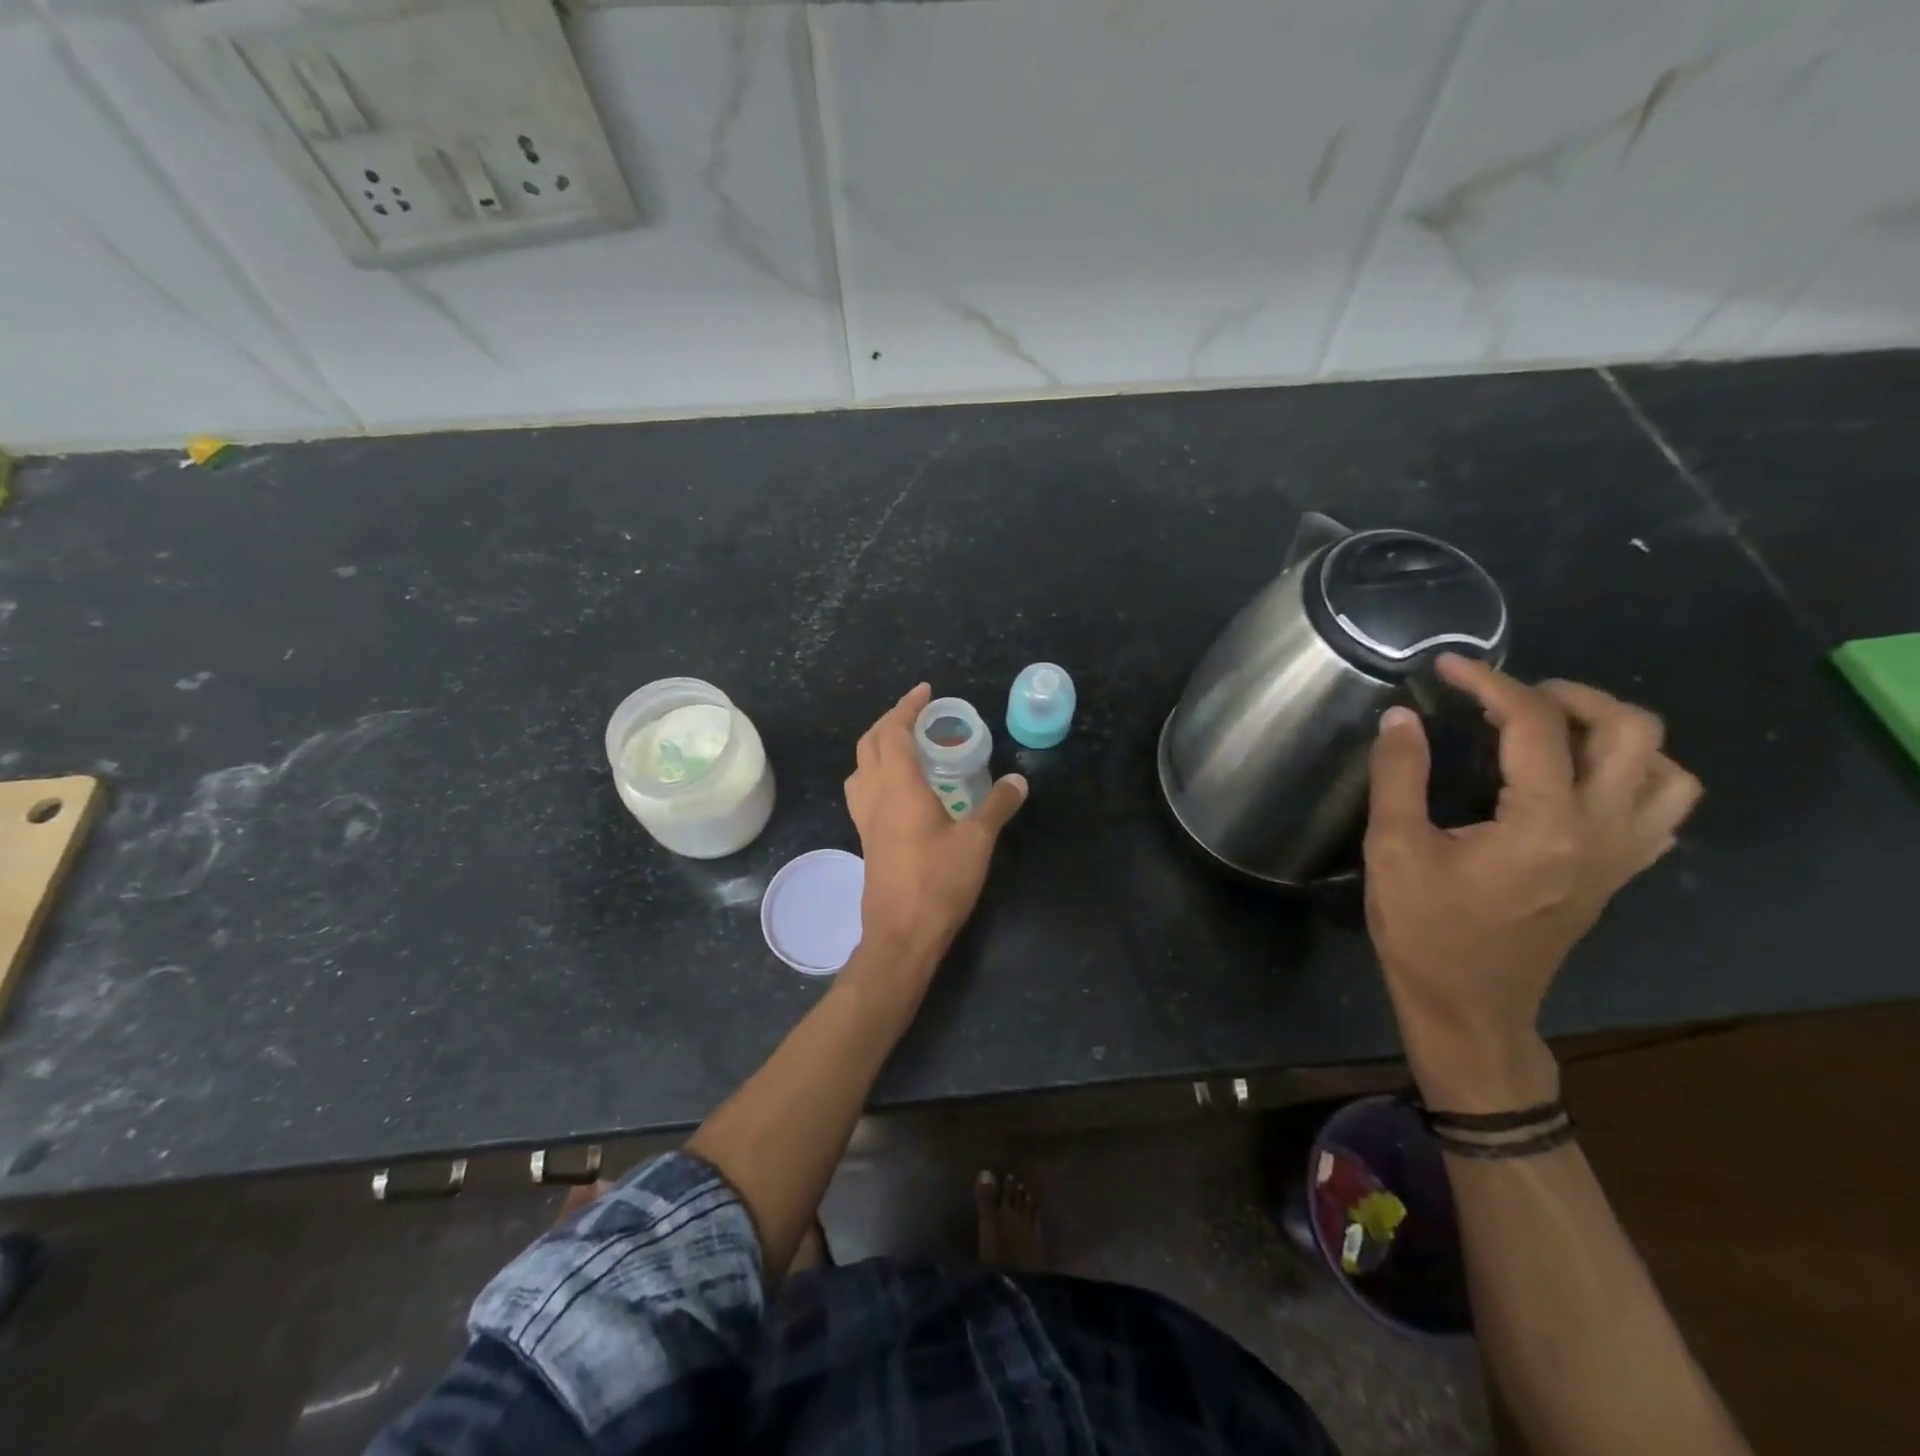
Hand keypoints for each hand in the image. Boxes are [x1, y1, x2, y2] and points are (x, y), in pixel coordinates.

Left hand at [844, 684, 1026, 968]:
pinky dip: (876, 773)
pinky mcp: (866, 839)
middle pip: (870, 744)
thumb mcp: (977, 841)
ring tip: (905, 745)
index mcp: (898, 786)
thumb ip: (998, 805)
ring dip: (877, 746)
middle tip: (918, 715)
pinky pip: (863, 791)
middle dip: (890, 721)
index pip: (895, 732)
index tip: (925, 691)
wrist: (901, 934)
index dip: (907, 707)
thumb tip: (1019, 779)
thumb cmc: (939, 882)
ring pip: (860, 767)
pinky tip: (899, 788)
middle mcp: (874, 795)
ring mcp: (865, 819)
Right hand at [1363, 656, 1701, 1109]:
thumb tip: (1400, 718)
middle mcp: (1602, 831)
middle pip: (1631, 731)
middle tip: (1509, 696)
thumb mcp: (1392, 850)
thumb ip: (1398, 776)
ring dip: (1614, 733)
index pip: (1535, 726)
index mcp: (1544, 824)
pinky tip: (1577, 779)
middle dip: (1569, 695)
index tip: (1447, 669)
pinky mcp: (1619, 874)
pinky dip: (1632, 774)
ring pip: (1665, 768)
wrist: (1468, 1007)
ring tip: (1551, 731)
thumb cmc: (1425, 932)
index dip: (1490, 684)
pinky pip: (1660, 807)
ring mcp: (1621, 855)